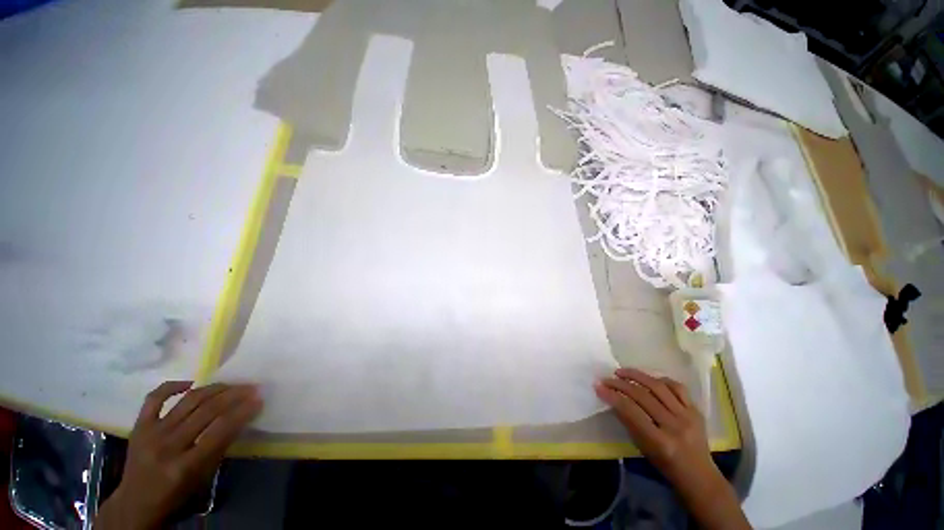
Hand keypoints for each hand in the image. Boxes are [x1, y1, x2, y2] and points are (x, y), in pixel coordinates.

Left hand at [96, 382, 262, 529]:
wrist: (135, 502)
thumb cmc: (175, 494)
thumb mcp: (202, 477)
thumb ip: (219, 447)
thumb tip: (241, 419)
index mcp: (185, 465)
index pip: (220, 430)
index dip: (242, 412)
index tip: (259, 400)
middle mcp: (168, 445)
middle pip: (206, 411)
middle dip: (233, 395)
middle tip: (251, 388)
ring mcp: (151, 433)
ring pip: (188, 401)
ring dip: (214, 389)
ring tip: (230, 384)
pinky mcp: (139, 425)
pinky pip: (154, 398)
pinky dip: (172, 386)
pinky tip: (190, 383)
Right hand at [596, 368, 713, 482]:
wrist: (699, 475)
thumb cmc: (665, 464)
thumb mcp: (642, 447)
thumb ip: (628, 422)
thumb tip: (612, 398)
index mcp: (660, 442)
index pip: (631, 411)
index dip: (612, 396)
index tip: (598, 386)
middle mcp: (675, 426)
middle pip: (642, 396)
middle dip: (620, 384)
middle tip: (606, 379)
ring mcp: (688, 416)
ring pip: (658, 386)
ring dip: (636, 375)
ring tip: (622, 372)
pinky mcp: (697, 410)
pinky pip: (677, 387)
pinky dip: (660, 380)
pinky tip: (648, 378)